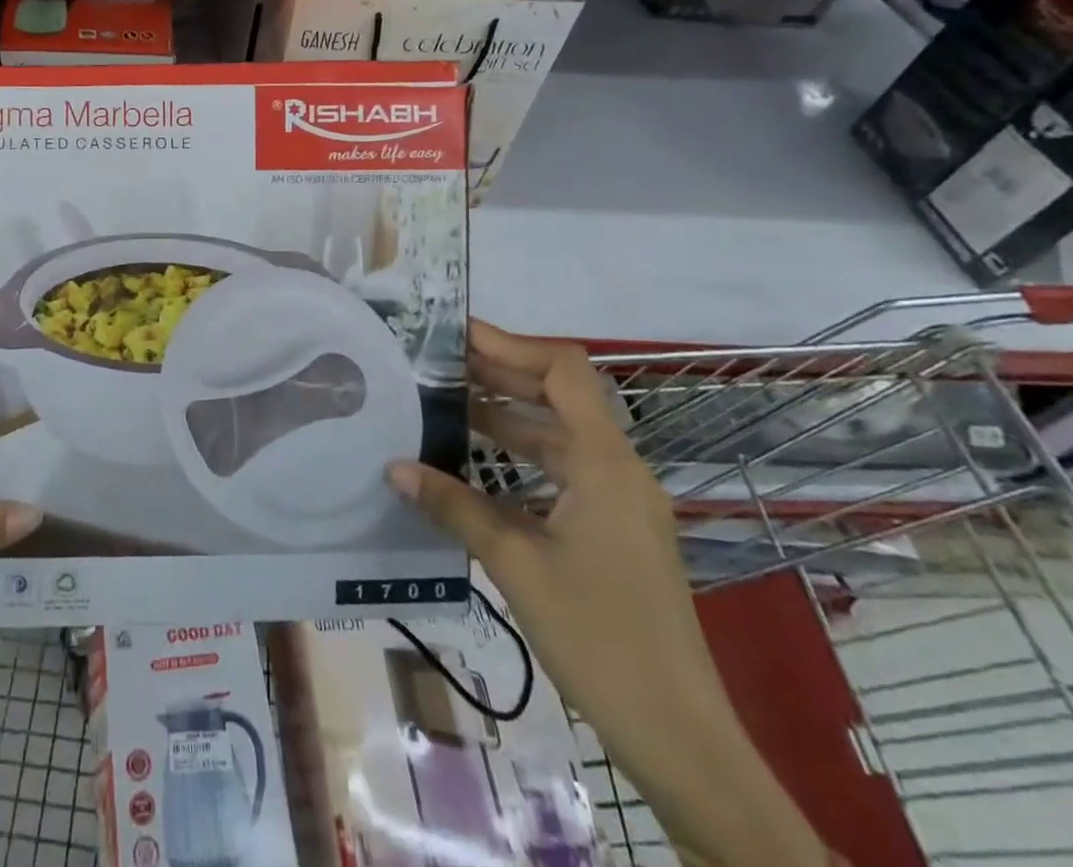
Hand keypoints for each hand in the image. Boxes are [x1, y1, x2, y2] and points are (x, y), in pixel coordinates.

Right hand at [388, 322, 829, 866]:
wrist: (679, 735)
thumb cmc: (600, 638)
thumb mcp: (516, 565)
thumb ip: (454, 507)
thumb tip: (394, 467)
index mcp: (605, 463)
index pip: (563, 371)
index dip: (510, 344)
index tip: (456, 336)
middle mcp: (618, 468)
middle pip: (560, 394)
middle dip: (500, 372)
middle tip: (438, 363)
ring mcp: (620, 499)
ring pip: (560, 433)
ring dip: (508, 414)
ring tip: (447, 403)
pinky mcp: (615, 527)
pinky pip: (564, 469)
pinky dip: (522, 454)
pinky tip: (479, 464)